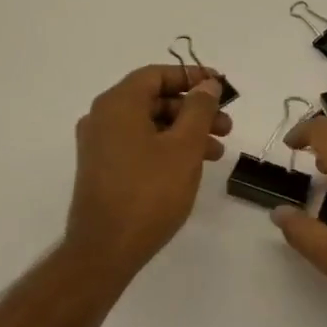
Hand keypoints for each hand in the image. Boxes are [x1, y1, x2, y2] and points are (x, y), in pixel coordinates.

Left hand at [64, 64, 231, 281]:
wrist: (104, 251)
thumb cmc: (148, 192)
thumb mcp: (184, 147)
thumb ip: (199, 109)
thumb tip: (207, 84)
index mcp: (117, 104)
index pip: (156, 75)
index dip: (191, 77)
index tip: (220, 88)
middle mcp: (103, 118)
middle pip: (154, 99)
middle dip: (194, 109)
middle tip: (226, 125)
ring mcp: (100, 145)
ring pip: (150, 124)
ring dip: (185, 131)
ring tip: (218, 151)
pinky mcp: (103, 169)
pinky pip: (140, 144)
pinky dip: (167, 147)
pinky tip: (192, 166)